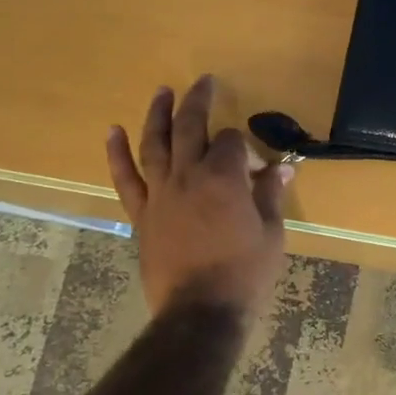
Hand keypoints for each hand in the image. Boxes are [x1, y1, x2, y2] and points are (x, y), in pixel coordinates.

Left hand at [106, 75, 293, 318]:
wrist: (200, 312)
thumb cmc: (244, 274)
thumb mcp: (271, 234)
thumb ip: (271, 197)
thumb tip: (282, 170)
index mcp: (224, 178)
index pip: (233, 142)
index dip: (247, 147)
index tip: (258, 167)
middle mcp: (188, 176)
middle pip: (191, 128)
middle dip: (198, 102)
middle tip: (203, 81)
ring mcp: (160, 194)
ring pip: (155, 144)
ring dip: (158, 115)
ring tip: (162, 92)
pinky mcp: (141, 214)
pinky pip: (126, 178)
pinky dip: (117, 154)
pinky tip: (113, 132)